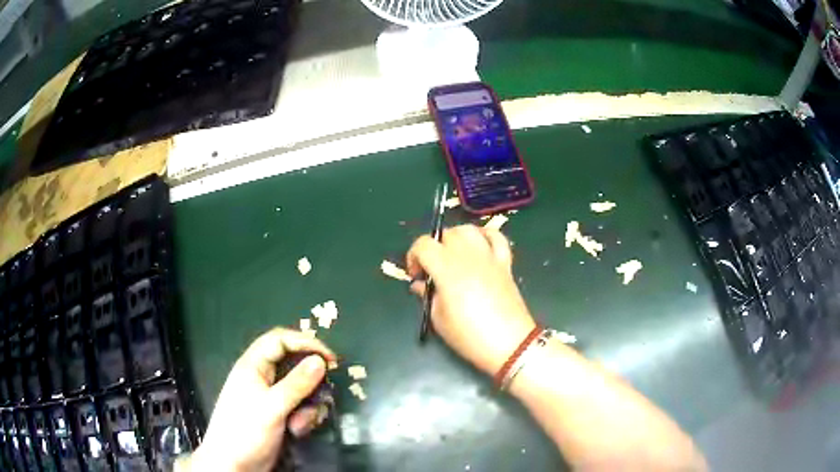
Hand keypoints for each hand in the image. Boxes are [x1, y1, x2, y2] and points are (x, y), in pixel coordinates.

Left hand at [186, 328, 336, 471]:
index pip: (280, 340)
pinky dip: (304, 417)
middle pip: (293, 364)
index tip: (330, 358)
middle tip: (326, 391)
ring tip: (302, 423)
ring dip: (308, 405)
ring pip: (300, 388)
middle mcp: (262, 377)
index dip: (305, 343)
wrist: (234, 464)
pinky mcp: (277, 414)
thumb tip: (320, 361)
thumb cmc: (246, 431)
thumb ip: (297, 384)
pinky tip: (298, 431)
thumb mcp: (272, 408)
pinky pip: (299, 406)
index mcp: (253, 366)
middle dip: (310, 381)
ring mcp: (270, 397)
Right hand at [407, 224, 535, 374]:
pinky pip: (496, 237)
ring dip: (456, 238)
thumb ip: (428, 296)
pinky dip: (485, 236)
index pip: (423, 244)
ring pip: (469, 230)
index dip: (414, 256)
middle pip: (445, 234)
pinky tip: (479, 247)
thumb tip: (421, 284)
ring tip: (453, 256)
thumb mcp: (439, 320)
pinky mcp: (505, 263)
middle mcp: (467, 256)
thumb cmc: (469, 336)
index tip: (416, 275)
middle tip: (432, 269)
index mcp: (447, 269)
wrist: (509, 344)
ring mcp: (489, 257)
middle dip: (433, 248)